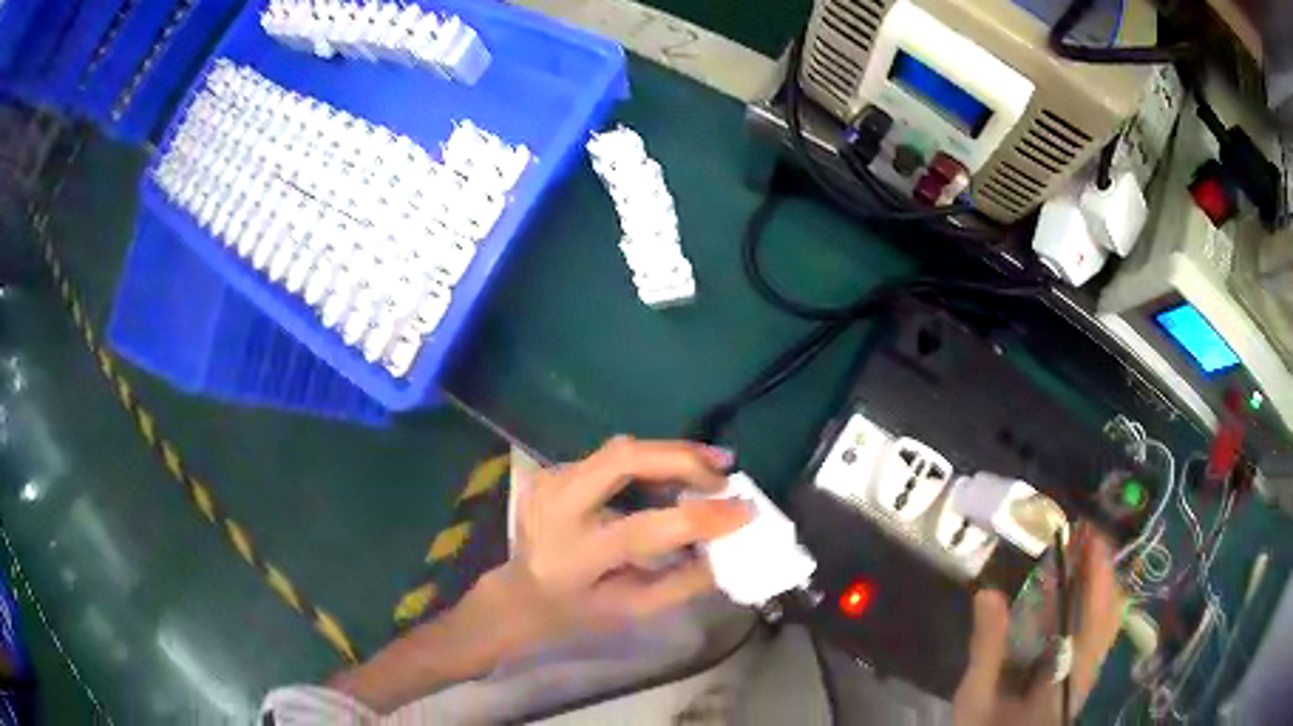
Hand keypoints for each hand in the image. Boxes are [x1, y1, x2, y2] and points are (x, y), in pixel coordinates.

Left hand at [489, 436, 751, 641]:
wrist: (521, 594)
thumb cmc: (578, 612)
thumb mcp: (632, 609)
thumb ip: (683, 582)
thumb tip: (729, 549)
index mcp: (573, 555)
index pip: (643, 529)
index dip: (699, 518)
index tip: (745, 512)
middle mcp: (555, 507)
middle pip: (623, 459)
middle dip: (682, 459)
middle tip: (725, 473)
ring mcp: (549, 482)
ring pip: (620, 450)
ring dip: (671, 454)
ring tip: (711, 467)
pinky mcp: (553, 471)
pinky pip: (611, 458)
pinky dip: (650, 462)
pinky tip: (673, 474)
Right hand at [953, 526, 1123, 724]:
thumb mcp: (976, 698)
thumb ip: (986, 650)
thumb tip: (988, 592)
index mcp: (1068, 677)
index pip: (1095, 617)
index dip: (1097, 573)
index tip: (1088, 533)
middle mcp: (1087, 670)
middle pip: (1110, 611)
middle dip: (1101, 568)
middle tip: (1080, 531)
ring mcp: (1087, 671)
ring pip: (1108, 617)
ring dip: (1098, 580)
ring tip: (1079, 549)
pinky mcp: (1080, 672)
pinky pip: (1097, 627)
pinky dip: (1091, 599)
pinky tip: (1070, 588)